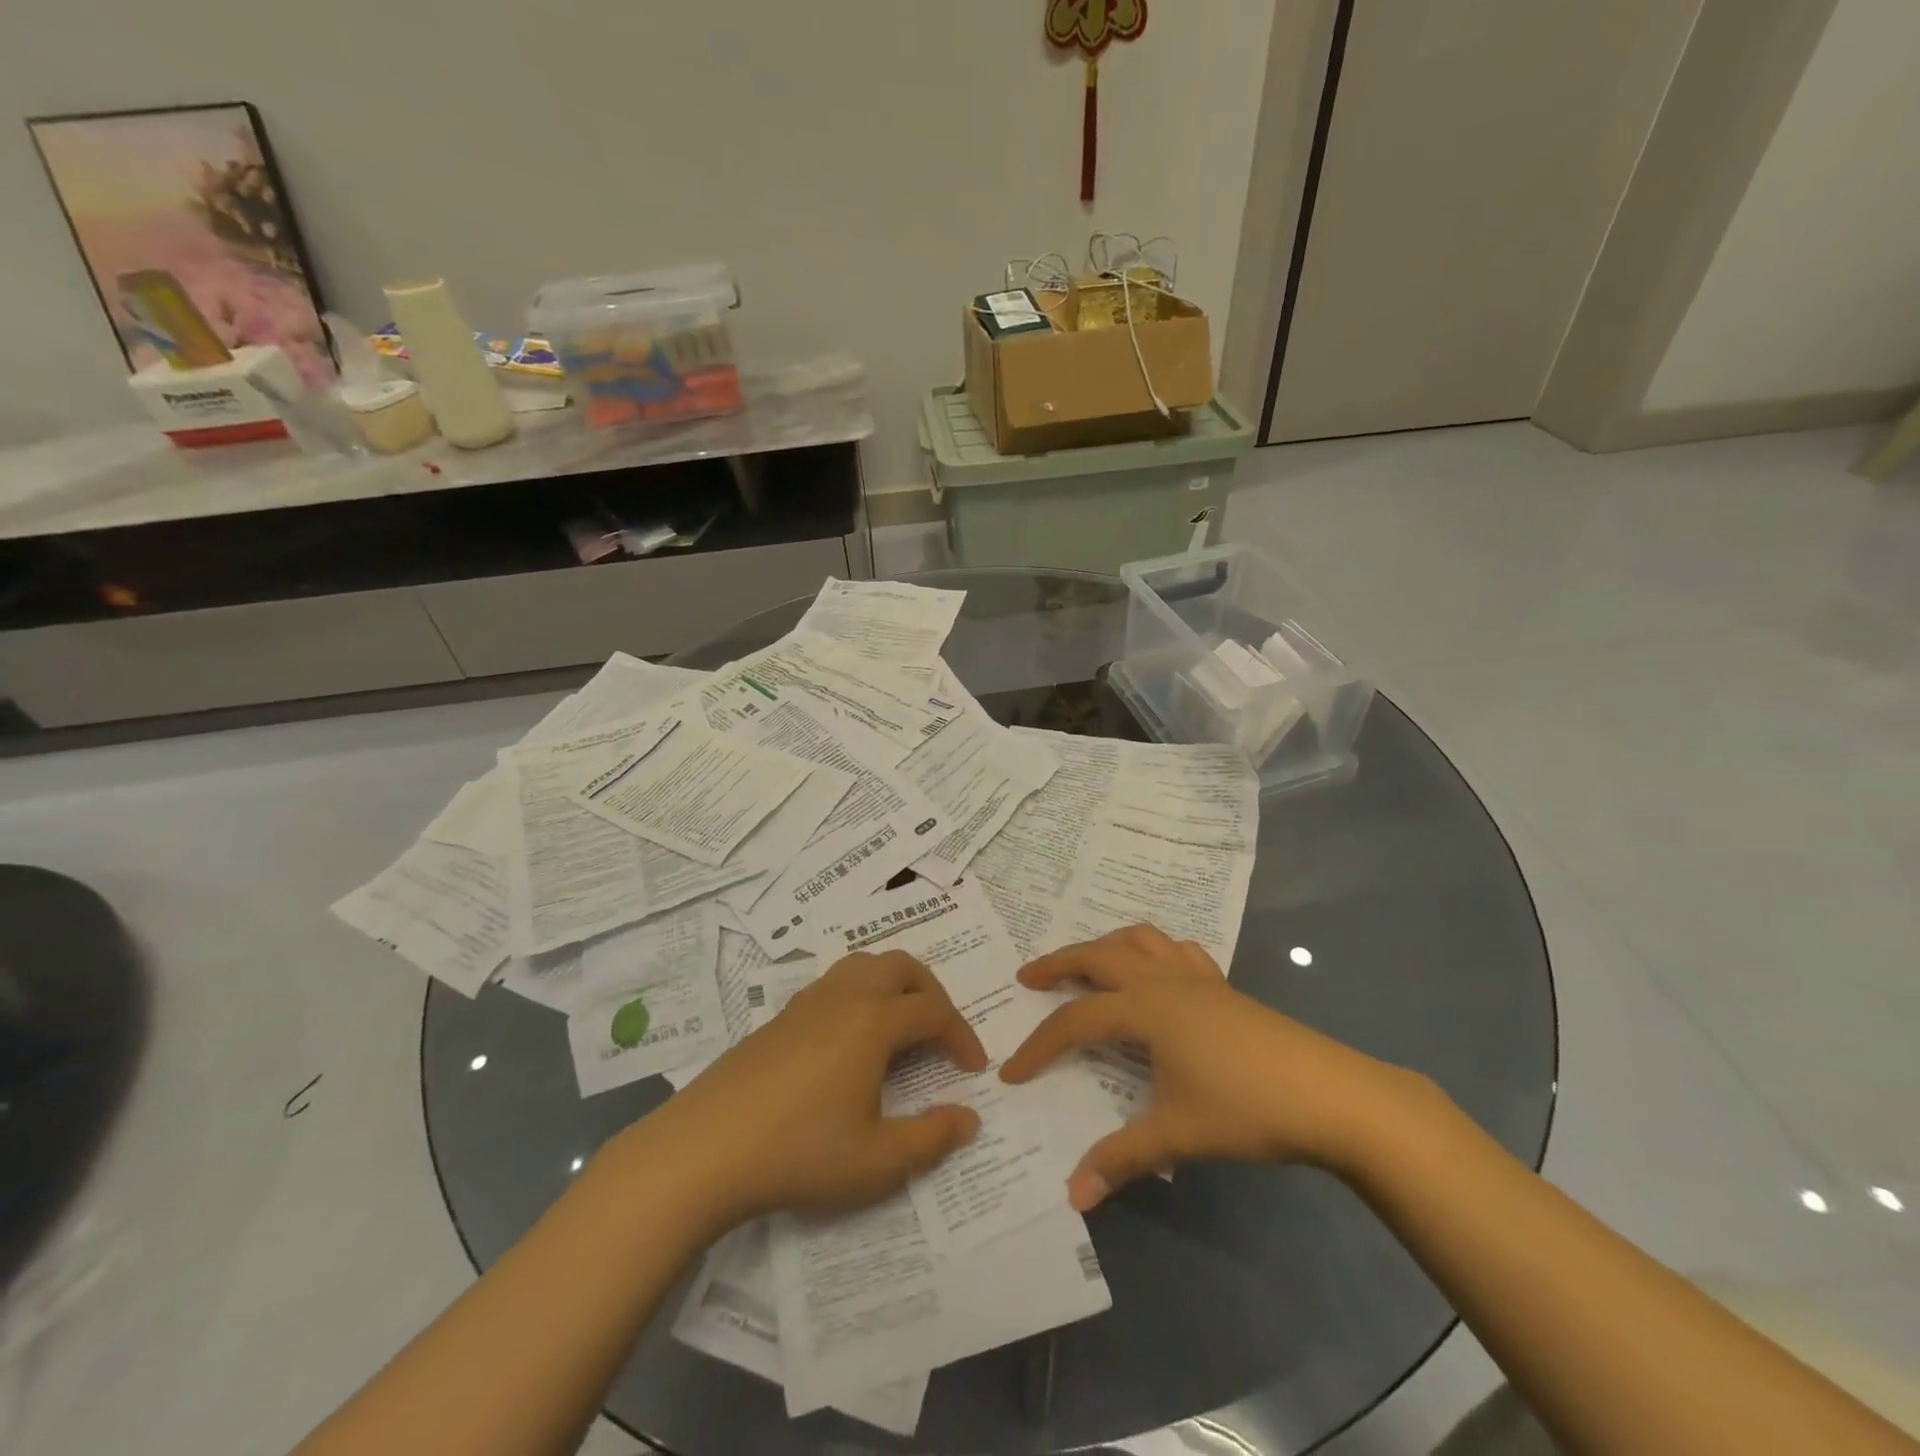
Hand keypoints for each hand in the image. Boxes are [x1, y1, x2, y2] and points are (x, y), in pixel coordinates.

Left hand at [639, 950, 986, 1227]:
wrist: (705, 1148)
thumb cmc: (799, 1152)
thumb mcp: (876, 1161)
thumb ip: (931, 1138)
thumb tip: (969, 1117)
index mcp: (873, 1021)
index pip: (934, 1011)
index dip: (961, 1036)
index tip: (973, 1070)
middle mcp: (845, 997)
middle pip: (902, 967)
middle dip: (932, 994)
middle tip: (941, 1035)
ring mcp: (808, 1002)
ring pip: (865, 965)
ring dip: (895, 986)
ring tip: (901, 1028)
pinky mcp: (780, 1016)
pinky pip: (835, 984)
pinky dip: (861, 996)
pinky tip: (851, 1043)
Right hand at [999, 924, 1415, 1209]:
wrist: (1330, 1095)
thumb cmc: (1247, 1108)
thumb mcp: (1178, 1136)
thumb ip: (1120, 1159)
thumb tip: (1073, 1197)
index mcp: (1145, 1009)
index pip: (1076, 1022)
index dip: (1039, 1046)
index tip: (1012, 1072)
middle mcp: (1163, 981)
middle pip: (1098, 956)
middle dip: (1058, 963)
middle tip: (1028, 977)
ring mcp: (1196, 977)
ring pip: (1138, 939)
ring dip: (1105, 945)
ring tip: (1087, 964)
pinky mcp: (1222, 985)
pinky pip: (1177, 950)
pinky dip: (1154, 950)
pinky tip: (1156, 973)